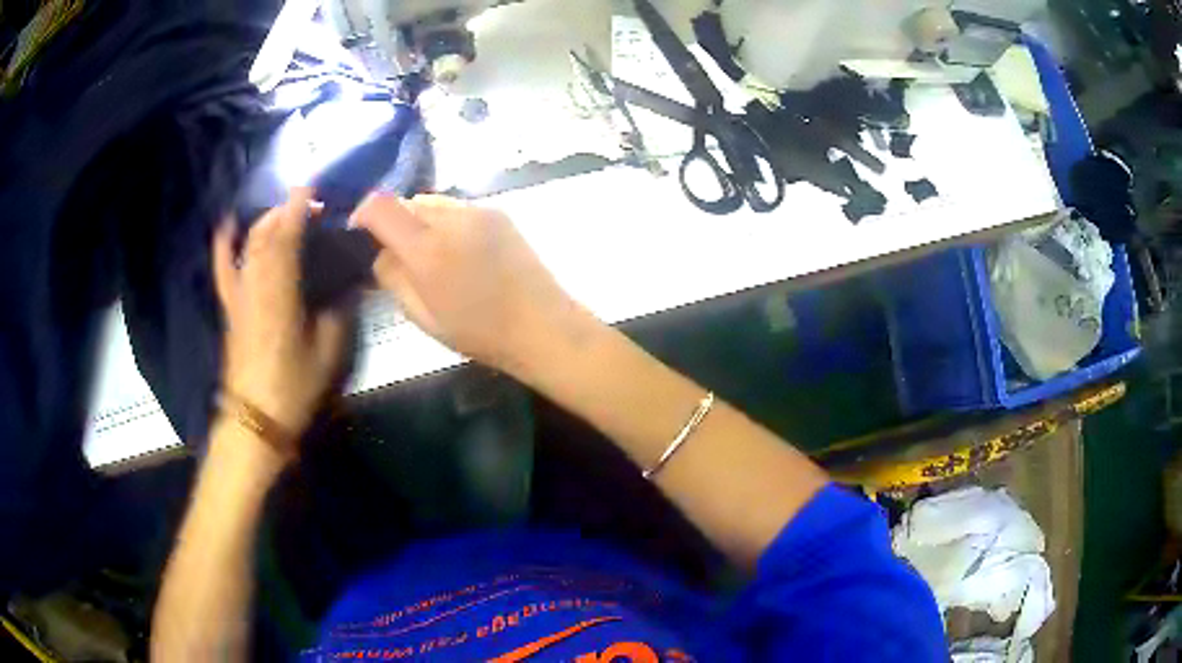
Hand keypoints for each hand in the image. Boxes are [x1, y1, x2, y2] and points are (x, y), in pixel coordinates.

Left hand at [213, 189, 347, 449]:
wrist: (254, 418)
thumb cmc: (292, 386)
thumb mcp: (326, 353)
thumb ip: (337, 314)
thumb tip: (347, 287)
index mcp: (280, 293)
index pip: (287, 239)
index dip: (298, 209)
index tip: (311, 187)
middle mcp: (255, 285)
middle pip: (265, 235)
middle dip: (284, 211)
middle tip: (306, 201)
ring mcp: (239, 294)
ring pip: (248, 245)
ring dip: (265, 221)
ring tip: (282, 211)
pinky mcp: (230, 306)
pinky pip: (223, 269)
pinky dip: (223, 245)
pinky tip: (228, 225)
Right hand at [352, 194, 584, 371]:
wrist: (543, 325)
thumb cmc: (480, 333)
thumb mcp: (422, 316)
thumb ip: (393, 278)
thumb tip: (380, 252)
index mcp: (427, 249)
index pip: (380, 206)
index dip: (362, 214)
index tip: (359, 234)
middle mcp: (451, 219)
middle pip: (406, 202)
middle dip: (393, 222)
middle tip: (399, 254)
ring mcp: (479, 211)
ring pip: (432, 202)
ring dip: (420, 221)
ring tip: (432, 253)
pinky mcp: (499, 212)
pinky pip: (457, 207)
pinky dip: (446, 222)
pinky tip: (459, 250)